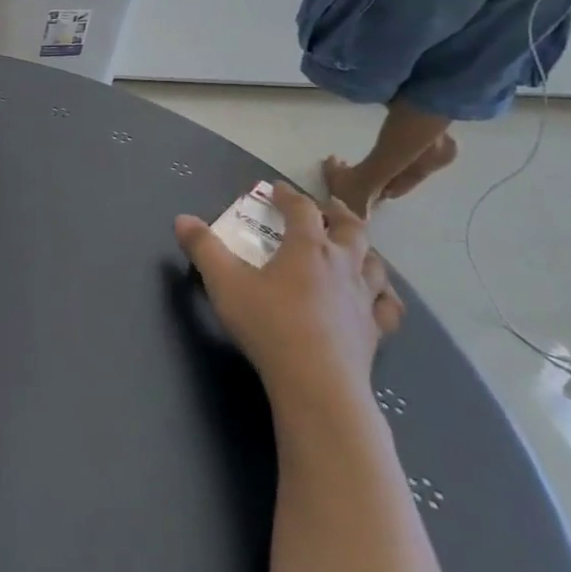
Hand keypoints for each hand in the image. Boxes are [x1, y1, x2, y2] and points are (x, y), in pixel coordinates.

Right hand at [175, 183, 402, 408]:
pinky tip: (378, 296)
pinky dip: (383, 294)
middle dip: (338, 213)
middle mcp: (342, 264)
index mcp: (307, 247)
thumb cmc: (269, 325)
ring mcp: (363, 298)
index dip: (289, 195)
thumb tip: (182, 219)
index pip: (302, 209)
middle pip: (350, 228)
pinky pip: (387, 305)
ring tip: (355, 247)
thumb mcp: (225, 283)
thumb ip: (203, 248)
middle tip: (329, 207)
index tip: (277, 189)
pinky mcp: (374, 330)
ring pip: (374, 262)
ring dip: (365, 249)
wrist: (317, 382)